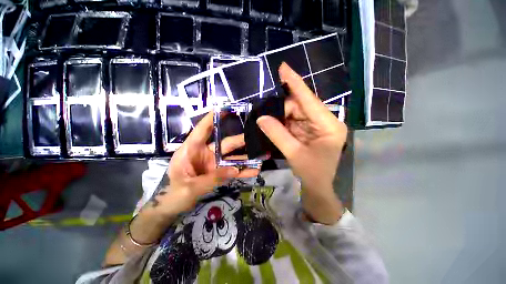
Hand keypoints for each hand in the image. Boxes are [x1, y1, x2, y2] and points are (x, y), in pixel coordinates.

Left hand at [149, 112, 259, 217]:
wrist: (173, 207)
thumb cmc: (174, 194)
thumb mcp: (191, 187)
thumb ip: (213, 178)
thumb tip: (235, 170)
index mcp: (191, 150)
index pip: (202, 130)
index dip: (212, 119)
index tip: (224, 109)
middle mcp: (204, 153)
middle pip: (225, 144)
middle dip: (240, 141)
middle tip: (255, 138)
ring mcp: (213, 163)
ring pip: (232, 157)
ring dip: (246, 157)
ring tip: (261, 156)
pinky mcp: (218, 172)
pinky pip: (232, 170)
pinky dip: (242, 170)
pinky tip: (254, 171)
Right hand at [256, 63, 346, 223]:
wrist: (317, 186)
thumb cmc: (312, 173)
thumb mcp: (294, 154)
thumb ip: (277, 135)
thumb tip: (261, 118)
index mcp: (329, 125)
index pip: (309, 100)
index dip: (295, 83)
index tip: (283, 67)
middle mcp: (325, 121)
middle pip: (301, 106)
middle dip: (283, 108)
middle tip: (265, 112)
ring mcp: (317, 125)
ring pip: (296, 112)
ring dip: (281, 115)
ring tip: (268, 118)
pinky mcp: (309, 130)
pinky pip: (294, 120)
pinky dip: (283, 121)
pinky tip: (274, 123)